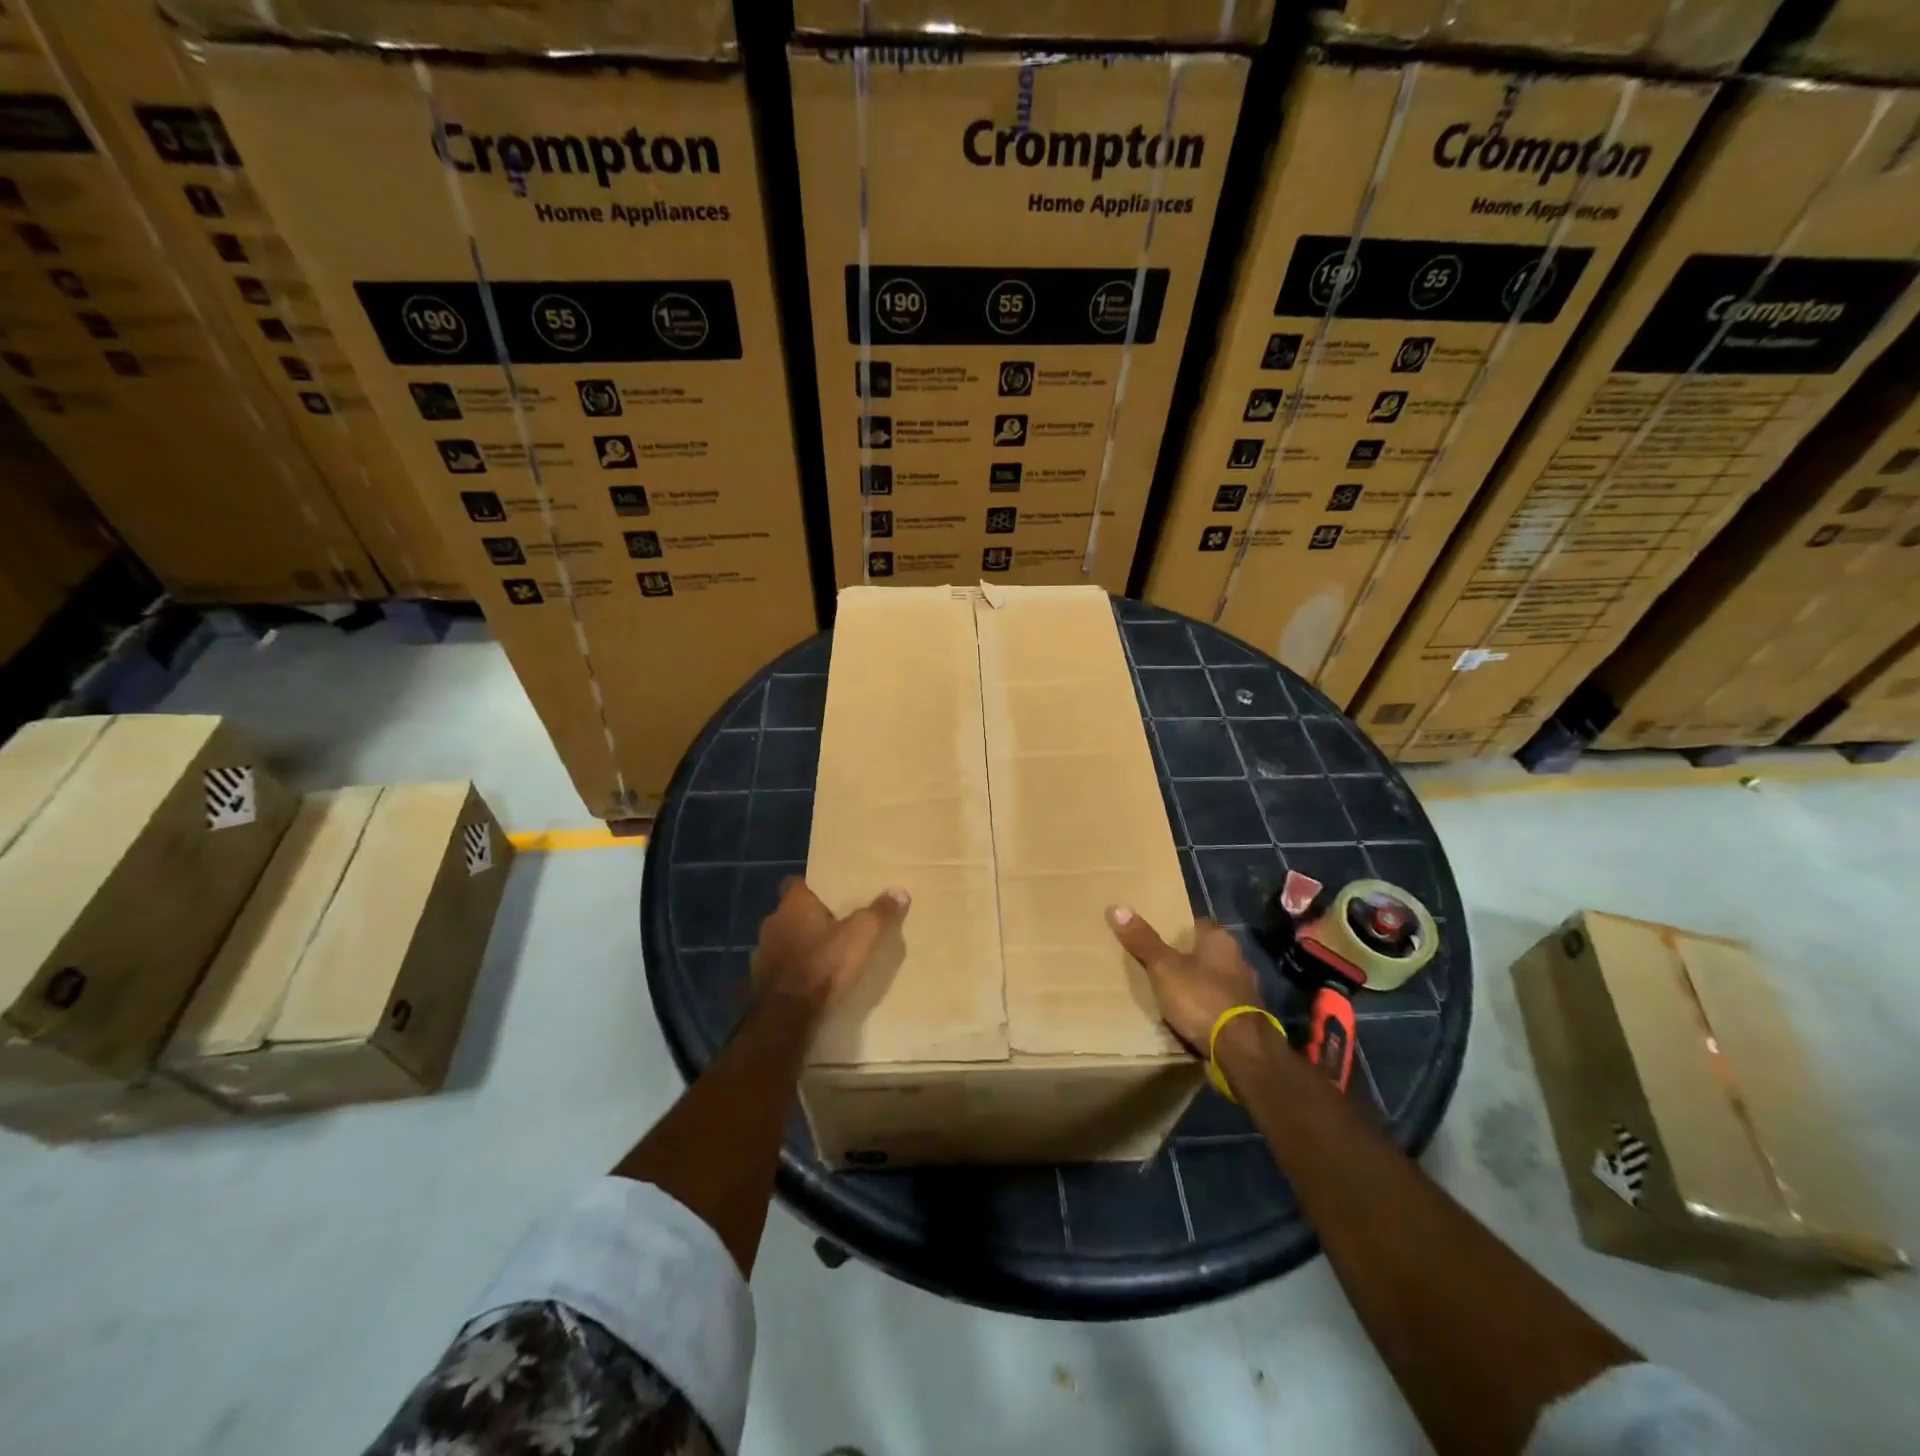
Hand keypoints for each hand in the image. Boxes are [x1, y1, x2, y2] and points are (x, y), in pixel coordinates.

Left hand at [752, 878, 909, 1017]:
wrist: (786, 1017)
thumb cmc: (823, 966)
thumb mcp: (860, 936)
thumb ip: (879, 913)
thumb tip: (899, 891)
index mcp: (793, 904)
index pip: (797, 883)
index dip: (815, 887)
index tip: (834, 894)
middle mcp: (773, 922)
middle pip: (792, 912)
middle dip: (811, 917)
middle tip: (837, 924)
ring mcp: (763, 952)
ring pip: (785, 939)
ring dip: (801, 944)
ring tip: (826, 954)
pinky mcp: (761, 981)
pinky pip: (781, 967)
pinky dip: (794, 969)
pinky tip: (811, 980)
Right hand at [1106, 906, 1261, 1052]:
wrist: (1242, 1050)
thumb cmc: (1201, 998)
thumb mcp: (1164, 968)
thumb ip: (1143, 941)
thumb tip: (1116, 907)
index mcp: (1220, 941)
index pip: (1197, 924)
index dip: (1178, 929)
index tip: (1159, 937)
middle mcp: (1239, 960)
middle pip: (1207, 953)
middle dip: (1188, 960)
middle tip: (1160, 966)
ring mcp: (1248, 991)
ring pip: (1216, 981)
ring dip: (1200, 986)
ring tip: (1173, 995)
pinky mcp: (1249, 1019)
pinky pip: (1222, 1006)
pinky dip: (1208, 1010)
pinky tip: (1193, 1019)